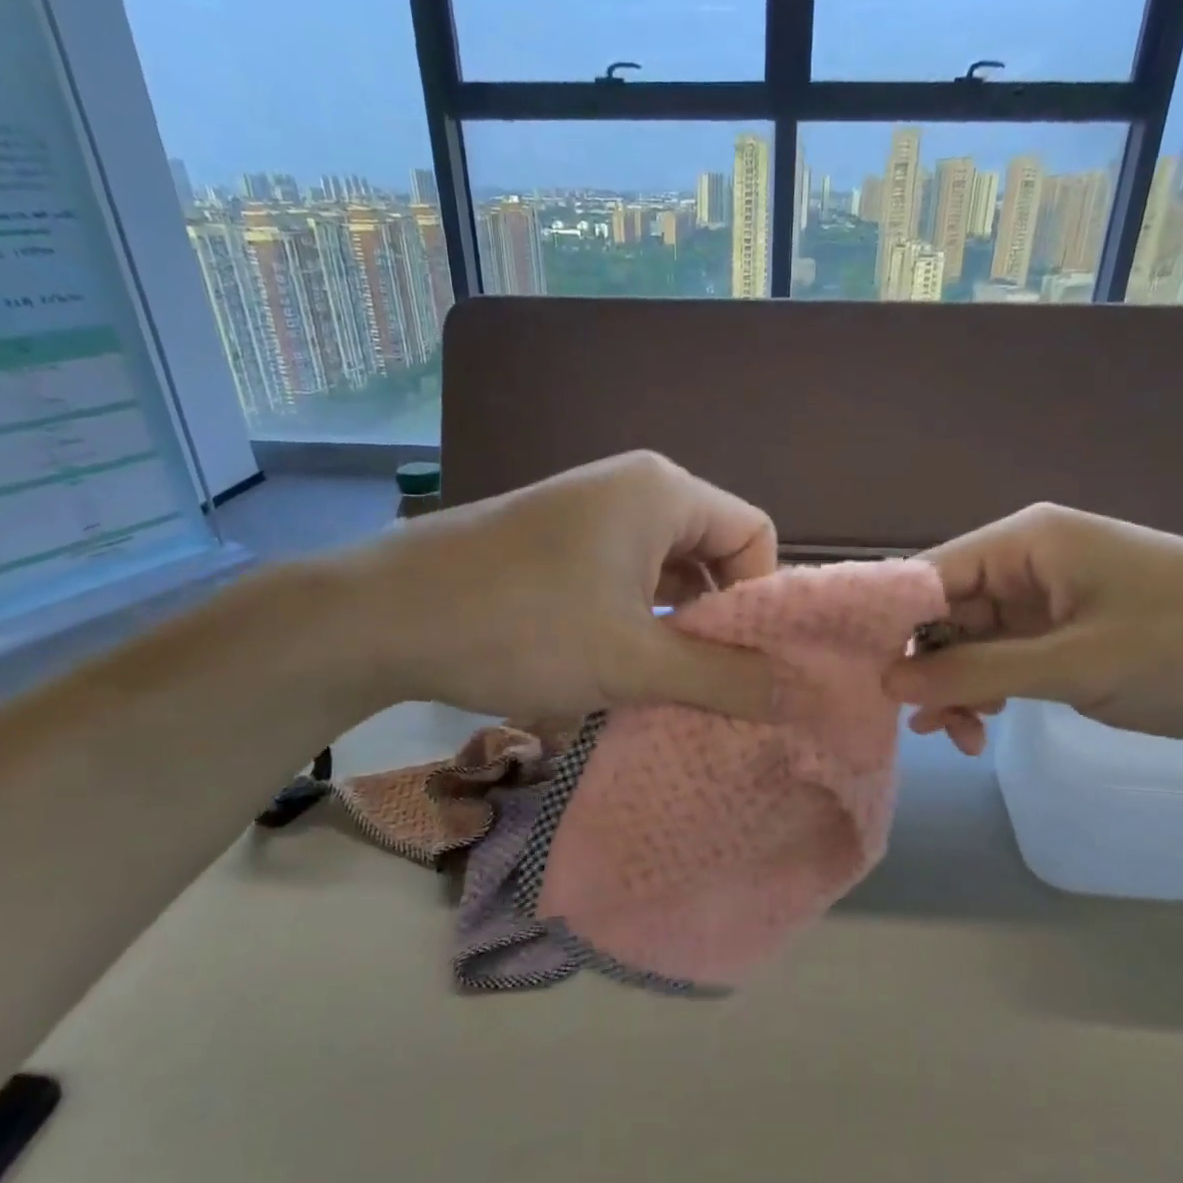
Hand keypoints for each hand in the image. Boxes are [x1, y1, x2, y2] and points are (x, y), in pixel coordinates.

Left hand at [335, 451, 778, 719]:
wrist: (382, 617)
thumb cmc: (523, 627)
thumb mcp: (634, 661)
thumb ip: (724, 677)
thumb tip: (800, 693)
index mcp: (663, 492)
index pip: (754, 535)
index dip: (761, 600)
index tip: (743, 662)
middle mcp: (632, 489)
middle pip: (712, 555)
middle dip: (716, 623)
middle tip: (707, 685)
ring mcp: (588, 514)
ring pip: (664, 575)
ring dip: (672, 632)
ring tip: (662, 688)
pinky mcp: (556, 544)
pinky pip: (623, 581)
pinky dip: (633, 625)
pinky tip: (614, 672)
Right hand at [886, 504, 1182, 746]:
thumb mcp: (1076, 665)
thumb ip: (976, 672)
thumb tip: (887, 682)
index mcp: (1026, 543)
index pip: (928, 576)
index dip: (890, 627)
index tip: (864, 682)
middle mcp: (1029, 561)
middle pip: (946, 612)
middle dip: (929, 668)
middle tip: (925, 727)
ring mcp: (1051, 598)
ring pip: (974, 641)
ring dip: (959, 687)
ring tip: (959, 738)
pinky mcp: (1072, 631)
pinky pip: (1008, 658)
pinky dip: (991, 691)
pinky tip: (980, 728)